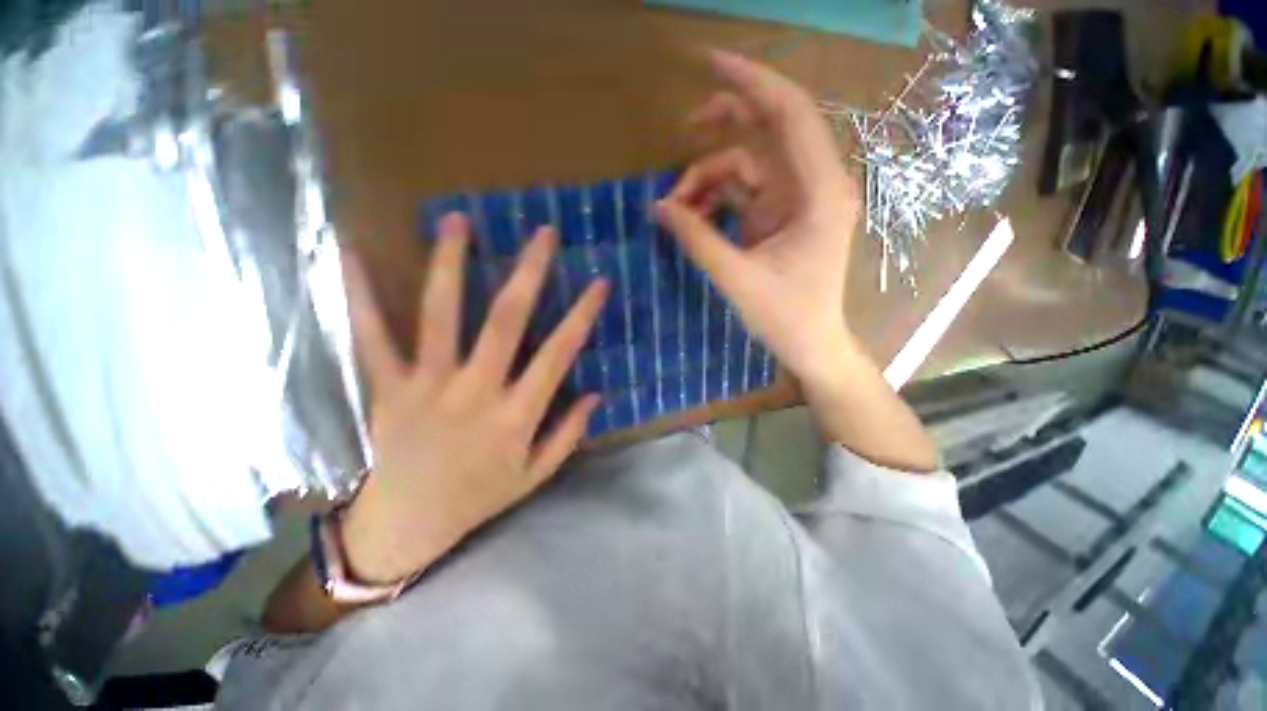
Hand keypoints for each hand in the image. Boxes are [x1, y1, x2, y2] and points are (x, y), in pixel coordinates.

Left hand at [339, 214, 608, 583]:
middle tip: (542, 233)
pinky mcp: (387, 387)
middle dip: (528, 272)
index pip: (559, 353)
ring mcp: (426, 386)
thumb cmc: (480, 496)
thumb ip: (568, 433)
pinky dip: (360, 295)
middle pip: (505, 321)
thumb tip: (597, 394)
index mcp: (516, 415)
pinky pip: (371, 337)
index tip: (599, 282)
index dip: (582, 315)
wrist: (408, 523)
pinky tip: (351, 252)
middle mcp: (475, 392)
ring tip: (458, 220)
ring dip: (451, 264)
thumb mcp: (536, 473)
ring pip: (440, 315)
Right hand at [655, 49, 860, 387]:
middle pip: (771, 128)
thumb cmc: (784, 317)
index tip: (708, 62)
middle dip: (727, 121)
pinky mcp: (778, 216)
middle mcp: (812, 186)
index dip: (751, 82)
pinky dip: (714, 199)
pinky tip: (691, 217)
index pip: (790, 114)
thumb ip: (697, 239)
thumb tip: (658, 207)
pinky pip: (742, 191)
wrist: (809, 344)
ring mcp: (794, 200)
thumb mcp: (736, 277)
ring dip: (709, 179)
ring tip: (676, 209)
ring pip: (747, 165)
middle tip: (687, 125)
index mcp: (817, 193)